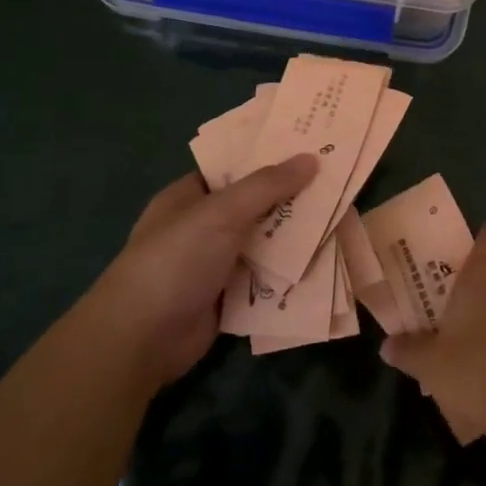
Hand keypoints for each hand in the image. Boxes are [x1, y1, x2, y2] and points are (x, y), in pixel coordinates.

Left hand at [82, 156, 317, 392]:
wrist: (144, 338)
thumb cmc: (176, 260)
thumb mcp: (221, 212)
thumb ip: (267, 185)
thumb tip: (311, 158)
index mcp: (190, 196)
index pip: (235, 168)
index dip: (270, 157)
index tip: (311, 147)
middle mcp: (203, 227)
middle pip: (255, 206)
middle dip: (292, 199)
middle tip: (338, 184)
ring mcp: (215, 263)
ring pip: (264, 243)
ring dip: (296, 238)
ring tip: (342, 220)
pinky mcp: (228, 297)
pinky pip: (266, 278)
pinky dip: (290, 274)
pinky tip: (325, 264)